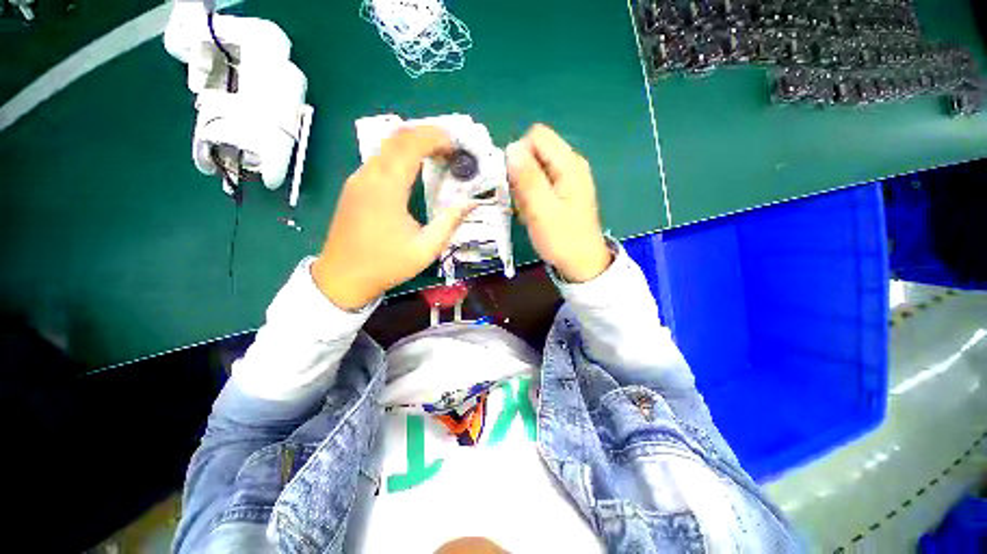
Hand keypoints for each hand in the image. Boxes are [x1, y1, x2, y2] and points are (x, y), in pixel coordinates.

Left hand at [312, 126, 475, 309]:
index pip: (411, 145)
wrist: (342, 277)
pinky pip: (378, 159)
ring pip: (385, 146)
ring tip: (436, 154)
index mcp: (387, 188)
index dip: (435, 137)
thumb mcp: (426, 248)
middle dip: (426, 134)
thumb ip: (449, 222)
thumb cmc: (386, 265)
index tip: (455, 144)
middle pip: (397, 137)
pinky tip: (413, 167)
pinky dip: (399, 155)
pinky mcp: (354, 187)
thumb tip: (471, 204)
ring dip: (412, 143)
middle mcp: (369, 176)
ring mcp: (358, 179)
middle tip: (450, 146)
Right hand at [506, 124, 611, 282]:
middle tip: (522, 201)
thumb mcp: (541, 210)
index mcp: (569, 164)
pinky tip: (533, 213)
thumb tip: (511, 147)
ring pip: (534, 169)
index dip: (519, 155)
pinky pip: (539, 184)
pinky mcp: (563, 192)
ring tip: (528, 211)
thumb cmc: (562, 239)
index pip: (535, 136)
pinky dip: (531, 196)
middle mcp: (570, 164)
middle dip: (520, 174)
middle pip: (535, 151)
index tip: (515, 182)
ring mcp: (568, 179)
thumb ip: (527, 178)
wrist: (582, 264)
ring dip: (524, 188)